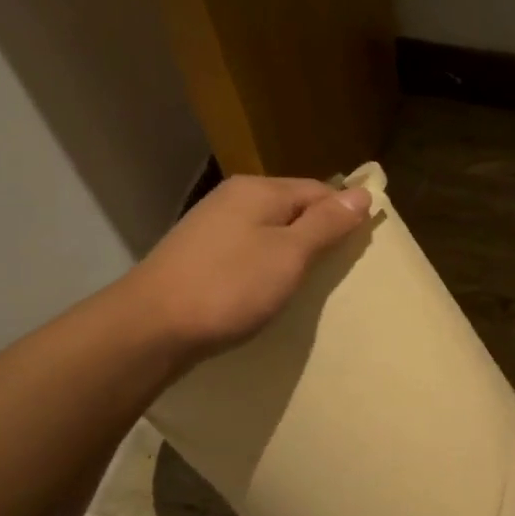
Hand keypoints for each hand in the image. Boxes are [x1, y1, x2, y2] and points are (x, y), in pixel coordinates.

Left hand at [129, 175, 371, 361]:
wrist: (152, 326)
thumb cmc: (230, 286)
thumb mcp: (290, 254)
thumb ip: (326, 224)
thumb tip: (362, 193)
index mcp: (259, 190)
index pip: (319, 190)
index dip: (344, 214)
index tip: (362, 248)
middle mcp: (233, 198)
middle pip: (292, 207)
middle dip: (318, 233)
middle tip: (337, 270)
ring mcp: (211, 226)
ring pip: (268, 230)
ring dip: (291, 251)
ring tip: (306, 282)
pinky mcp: (198, 255)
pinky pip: (247, 250)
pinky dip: (265, 265)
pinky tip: (267, 288)